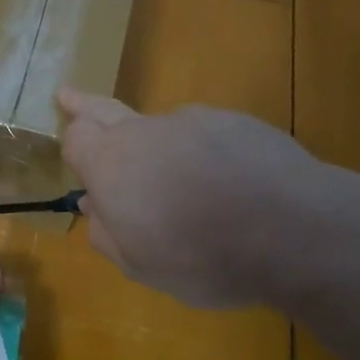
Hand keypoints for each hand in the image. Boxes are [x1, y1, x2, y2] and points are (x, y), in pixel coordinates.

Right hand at [58, 90, 359, 310]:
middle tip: (69, 94)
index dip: (73, 145)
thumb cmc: (201, 256)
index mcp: (112, 163)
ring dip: (159, 146)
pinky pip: (207, 134)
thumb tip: (92, 206)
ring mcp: (194, 120)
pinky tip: (228, 184)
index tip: (75, 153)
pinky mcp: (238, 122)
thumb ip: (106, 232)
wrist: (291, 228)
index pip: (76, 137)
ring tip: (183, 187)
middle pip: (105, 108)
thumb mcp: (140, 264)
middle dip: (84, 104)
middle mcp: (146, 130)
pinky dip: (205, 153)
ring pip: (163, 127)